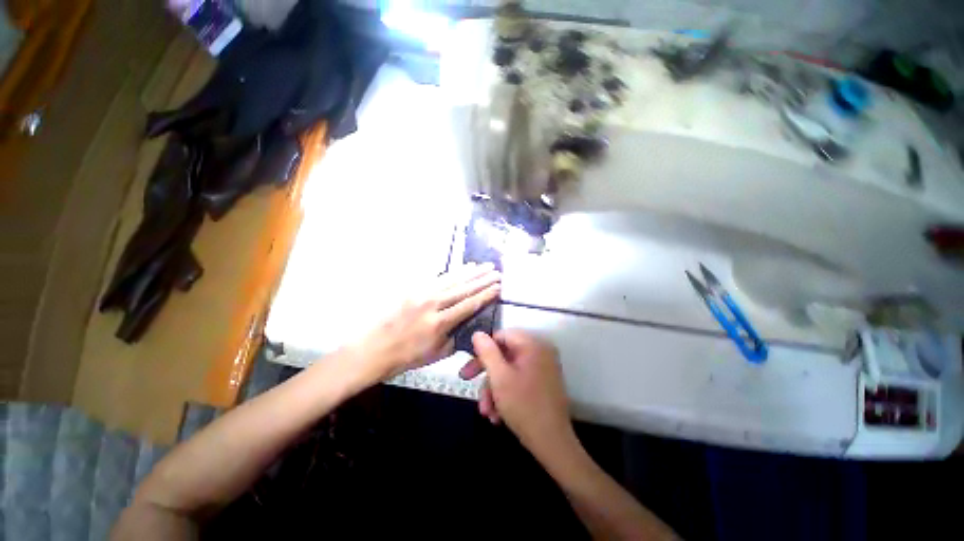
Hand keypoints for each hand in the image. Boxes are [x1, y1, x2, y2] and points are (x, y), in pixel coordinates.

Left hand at [350, 263, 500, 380]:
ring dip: (470, 272)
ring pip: (452, 279)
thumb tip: (469, 322)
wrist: (374, 349)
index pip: (469, 305)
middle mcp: (432, 304)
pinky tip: (463, 268)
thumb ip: (456, 336)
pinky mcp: (413, 289)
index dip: (486, 295)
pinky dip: (453, 272)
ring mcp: (421, 294)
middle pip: (463, 289)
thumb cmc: (407, 356)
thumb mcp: (437, 353)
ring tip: (484, 266)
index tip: (498, 287)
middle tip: (496, 271)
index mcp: (439, 323)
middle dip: (482, 279)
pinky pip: (438, 278)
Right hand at [459, 330, 573, 454]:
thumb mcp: (499, 377)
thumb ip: (487, 352)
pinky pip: (519, 380)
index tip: (471, 368)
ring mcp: (544, 368)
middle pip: (505, 355)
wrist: (553, 443)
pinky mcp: (544, 383)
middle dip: (488, 377)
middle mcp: (540, 352)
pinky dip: (507, 394)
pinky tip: (498, 416)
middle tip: (471, 389)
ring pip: (510, 371)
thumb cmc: (523, 406)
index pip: (502, 336)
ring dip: (495, 390)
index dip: (484, 350)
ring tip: (487, 412)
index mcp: (533, 345)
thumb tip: (478, 334)